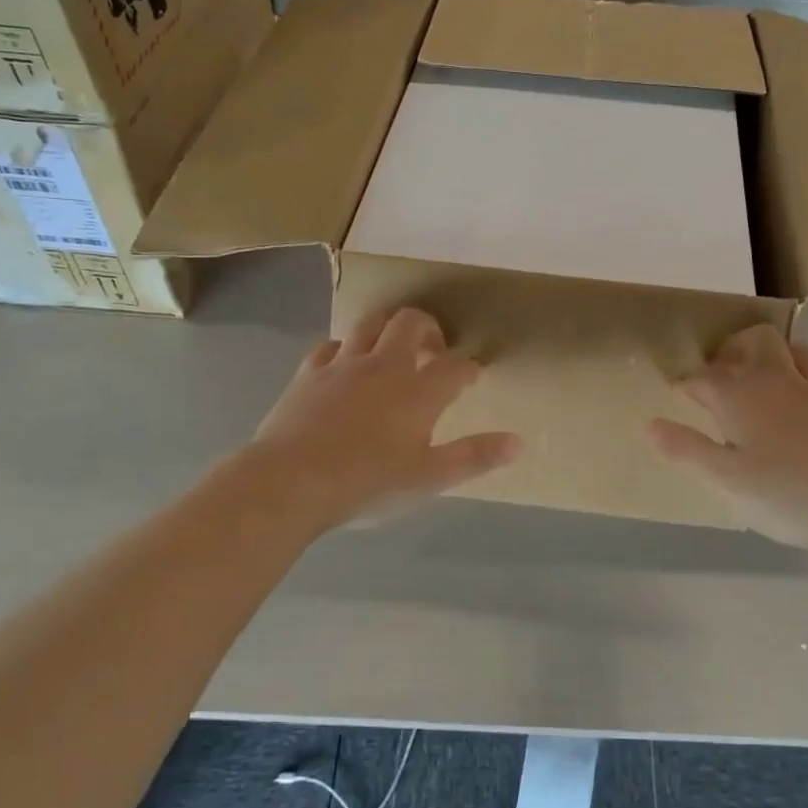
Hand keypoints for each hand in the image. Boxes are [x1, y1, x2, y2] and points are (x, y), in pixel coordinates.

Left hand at [242, 307, 519, 532]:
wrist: (290, 482)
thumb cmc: (367, 484)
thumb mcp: (429, 479)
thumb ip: (474, 457)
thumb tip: (517, 442)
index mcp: (419, 391)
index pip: (456, 366)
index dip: (469, 368)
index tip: (473, 376)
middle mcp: (384, 366)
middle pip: (411, 323)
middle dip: (429, 328)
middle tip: (434, 350)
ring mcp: (343, 365)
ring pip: (369, 324)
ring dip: (387, 328)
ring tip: (392, 348)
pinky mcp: (308, 373)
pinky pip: (330, 345)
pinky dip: (345, 349)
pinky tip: (344, 365)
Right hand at [649, 324, 807, 553]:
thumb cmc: (787, 496)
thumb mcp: (726, 481)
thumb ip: (687, 450)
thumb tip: (651, 424)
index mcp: (739, 396)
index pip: (702, 376)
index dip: (686, 383)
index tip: (678, 396)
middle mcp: (774, 381)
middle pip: (751, 342)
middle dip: (729, 351)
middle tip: (717, 379)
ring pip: (787, 349)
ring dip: (767, 356)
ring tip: (756, 384)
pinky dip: (795, 376)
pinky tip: (794, 409)